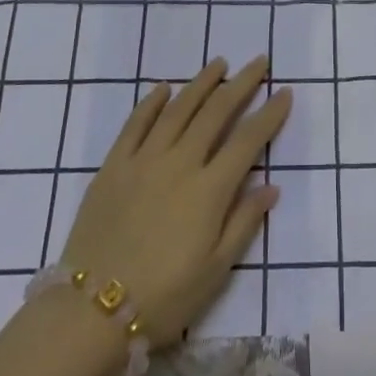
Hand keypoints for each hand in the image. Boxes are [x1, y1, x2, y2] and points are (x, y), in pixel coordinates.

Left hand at [59, 56, 289, 345]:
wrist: (90, 312)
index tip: (285, 92)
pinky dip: (152, 102)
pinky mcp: (114, 165)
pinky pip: (136, 124)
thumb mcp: (214, 271)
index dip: (269, 114)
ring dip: (201, 83)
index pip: (248, 140)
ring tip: (219, 64)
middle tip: (259, 62)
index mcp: (209, 190)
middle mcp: (180, 162)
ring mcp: (144, 159)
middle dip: (242, 84)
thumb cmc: (162, 298)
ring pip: (178, 108)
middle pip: (216, 112)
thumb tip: (271, 186)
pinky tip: (164, 88)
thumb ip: (243, 223)